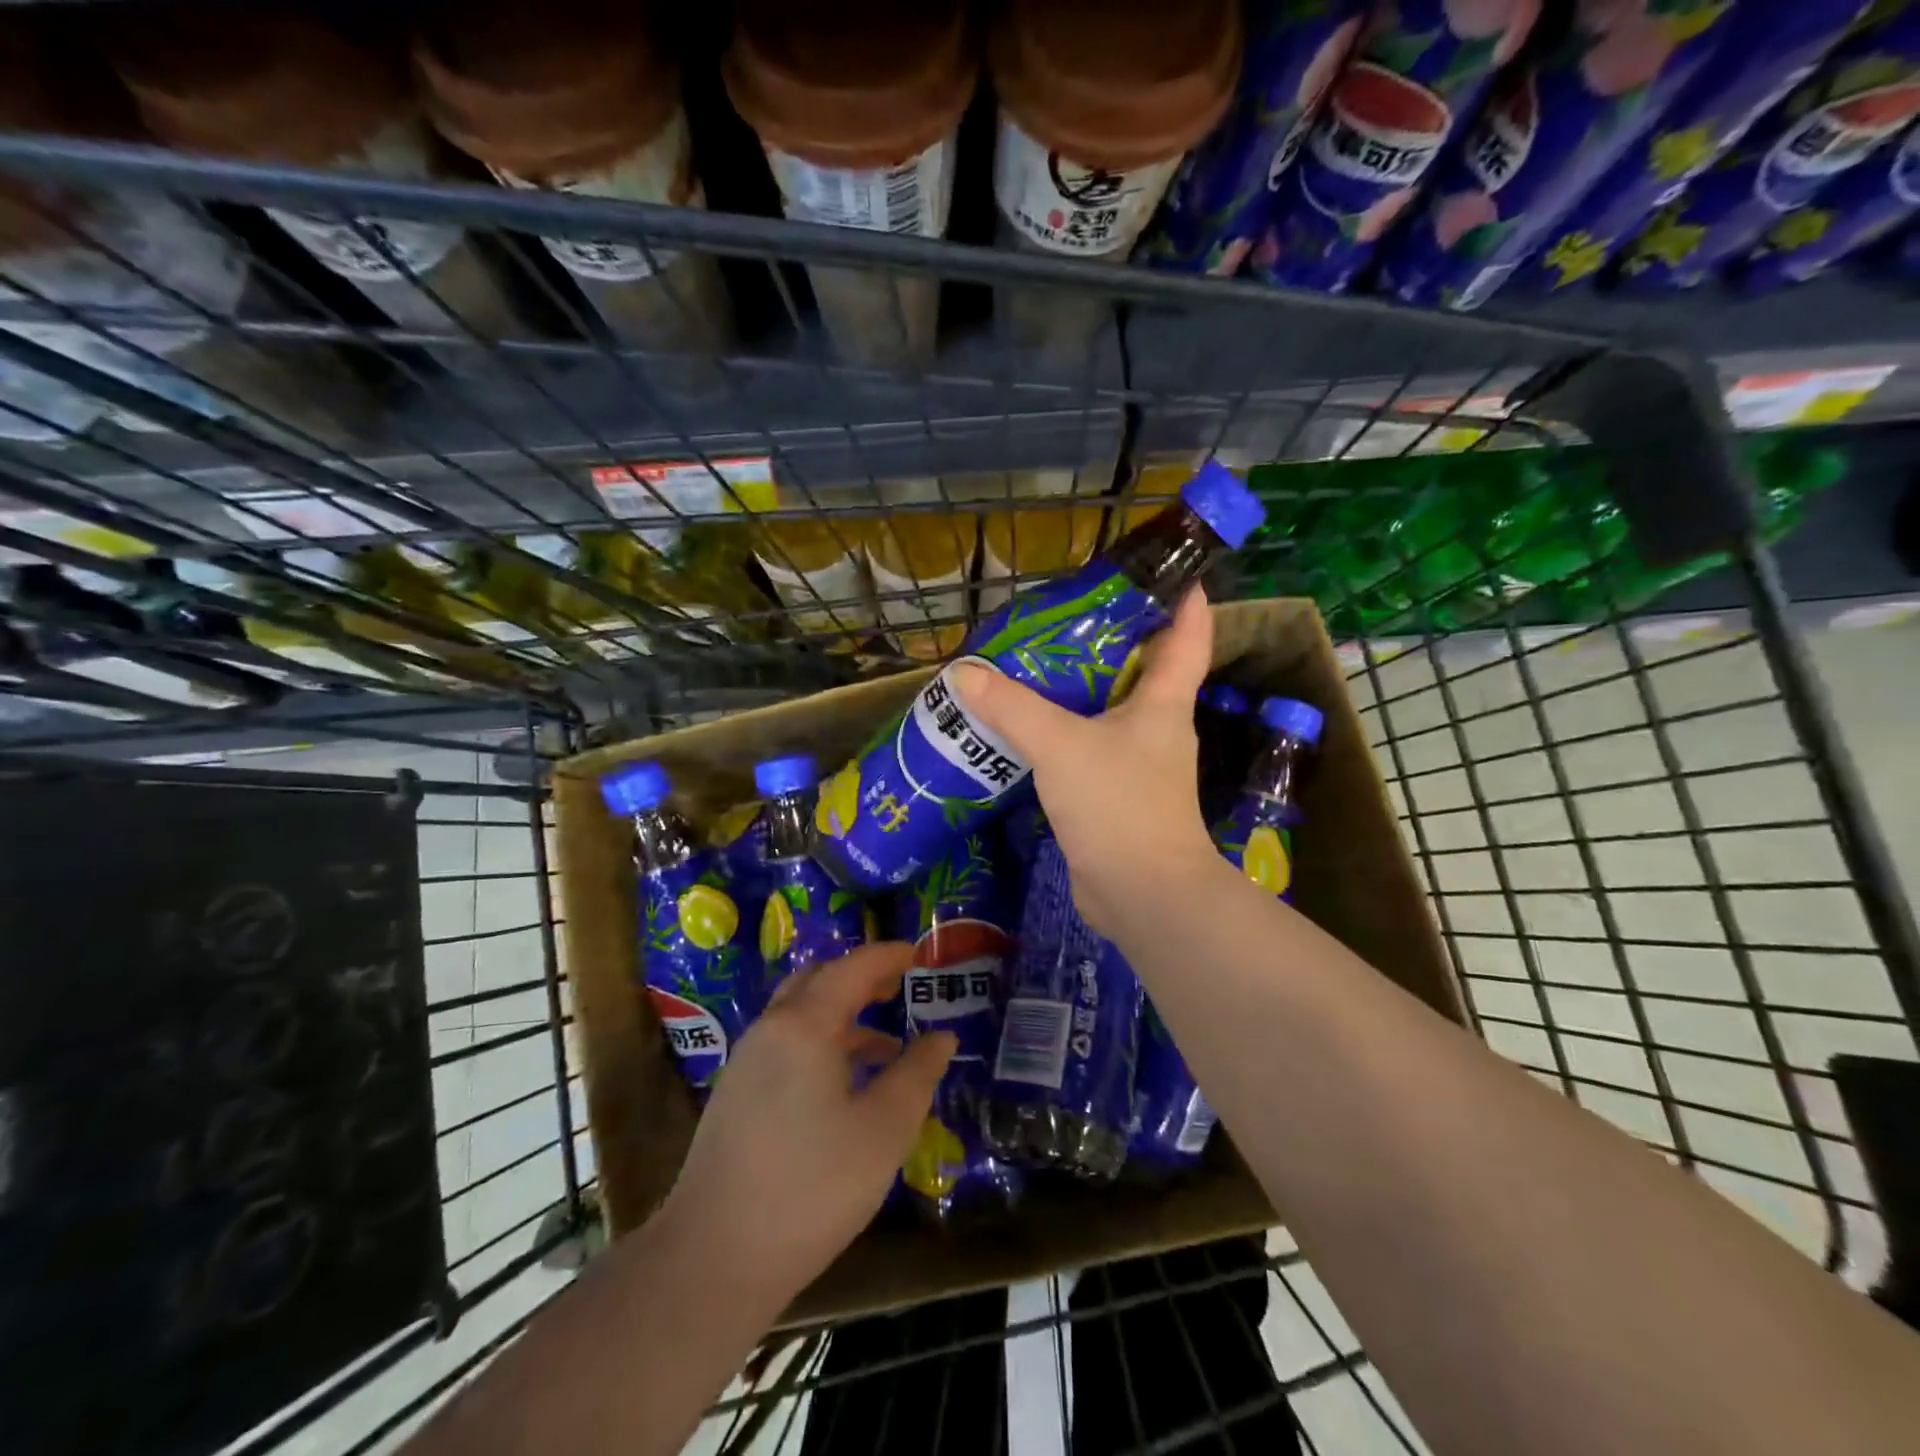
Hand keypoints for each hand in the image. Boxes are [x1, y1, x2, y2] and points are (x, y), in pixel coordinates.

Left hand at [662, 942, 955, 1303]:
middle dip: (861, 977)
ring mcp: (747, 1062)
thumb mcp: (883, 1129)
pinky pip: (786, 1046)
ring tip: (886, 1045)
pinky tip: (846, 1087)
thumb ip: (917, 1073)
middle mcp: (770, 1030)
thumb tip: (942, 1037)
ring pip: (800, 1016)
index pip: (852, 968)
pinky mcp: (736, 1095)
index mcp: (804, 1025)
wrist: (714, 1258)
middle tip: (899, 985)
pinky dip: (822, 1045)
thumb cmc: (812, 1185)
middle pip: (819, 981)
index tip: (918, 953)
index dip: (888, 955)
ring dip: (843, 1015)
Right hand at [954, 586, 1220, 938]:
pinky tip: (1027, 731)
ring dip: (1080, 691)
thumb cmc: (1118, 805)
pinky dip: (1063, 735)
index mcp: (1163, 703)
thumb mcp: (1060, 745)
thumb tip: (965, 672)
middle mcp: (1157, 729)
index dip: (1183, 599)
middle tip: (1063, 617)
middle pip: (1143, 670)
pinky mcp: (1114, 797)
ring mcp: (1137, 766)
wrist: (1140, 895)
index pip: (1188, 636)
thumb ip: (1012, 707)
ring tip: (1033, 667)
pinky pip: (1088, 750)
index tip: (1163, 569)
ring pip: (1109, 713)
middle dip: (1111, 640)